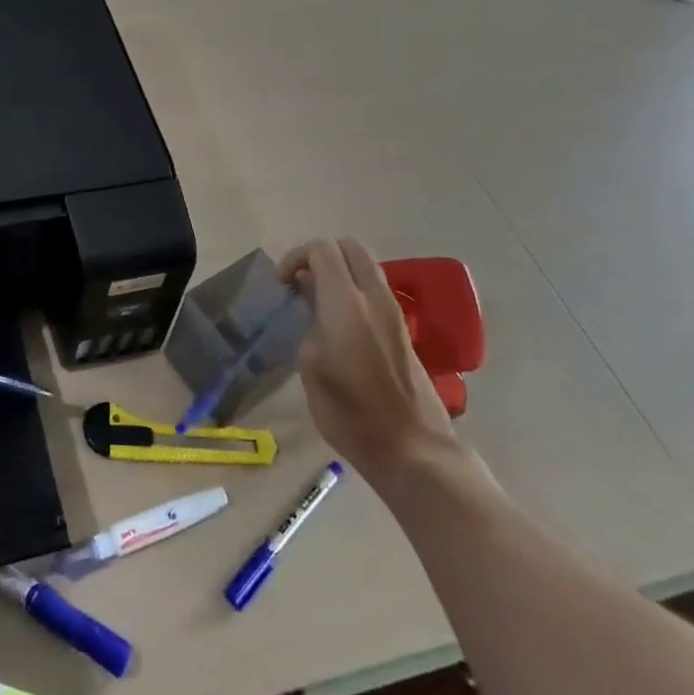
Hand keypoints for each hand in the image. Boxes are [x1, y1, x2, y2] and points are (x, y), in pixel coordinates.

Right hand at [280, 238, 459, 491]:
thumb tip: (310, 296)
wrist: (411, 447)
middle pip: (350, 247)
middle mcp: (374, 297)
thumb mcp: (311, 365)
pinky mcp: (402, 329)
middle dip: (321, 255)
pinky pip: (374, 290)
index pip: (322, 249)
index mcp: (346, 302)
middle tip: (301, 282)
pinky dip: (353, 290)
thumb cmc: (349, 410)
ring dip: (340, 272)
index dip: (296, 257)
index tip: (282, 285)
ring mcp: (393, 312)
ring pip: (366, 267)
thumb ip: (309, 319)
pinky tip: (338, 322)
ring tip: (317, 302)